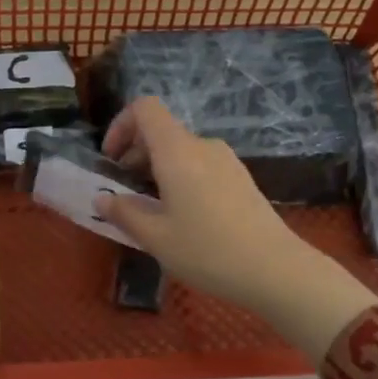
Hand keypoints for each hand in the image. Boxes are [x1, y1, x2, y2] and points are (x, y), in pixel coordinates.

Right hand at [93, 97, 377, 361]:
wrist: (275, 269)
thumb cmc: (207, 251)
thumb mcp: (156, 238)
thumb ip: (124, 213)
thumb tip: (102, 198)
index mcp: (178, 152)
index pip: (145, 109)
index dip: (121, 125)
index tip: (111, 161)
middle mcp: (203, 146)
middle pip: (162, 131)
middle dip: (135, 155)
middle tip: (124, 194)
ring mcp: (227, 161)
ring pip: (181, 151)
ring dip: (157, 170)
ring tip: (151, 210)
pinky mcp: (241, 178)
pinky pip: (200, 166)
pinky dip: (180, 179)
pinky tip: (182, 217)